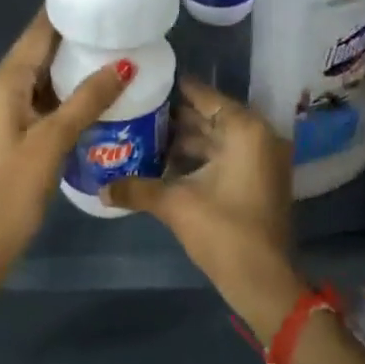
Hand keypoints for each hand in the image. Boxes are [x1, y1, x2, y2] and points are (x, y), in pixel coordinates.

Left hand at [0, 10, 128, 279]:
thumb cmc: (12, 190)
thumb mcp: (52, 141)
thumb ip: (88, 100)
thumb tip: (126, 62)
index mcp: (4, 81)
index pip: (38, 31)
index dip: (68, 11)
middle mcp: (4, 86)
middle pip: (43, 48)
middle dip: (80, 35)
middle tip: (126, 23)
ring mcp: (10, 108)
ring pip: (48, 73)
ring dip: (79, 62)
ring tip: (123, 48)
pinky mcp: (20, 127)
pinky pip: (49, 96)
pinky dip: (73, 88)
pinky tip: (104, 88)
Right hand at [103, 79, 306, 338]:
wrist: (263, 281)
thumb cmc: (223, 231)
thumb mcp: (176, 205)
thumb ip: (137, 189)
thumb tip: (100, 189)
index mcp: (245, 131)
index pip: (207, 97)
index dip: (177, 89)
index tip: (149, 82)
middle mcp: (259, 137)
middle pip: (213, 117)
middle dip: (177, 117)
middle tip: (140, 110)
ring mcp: (263, 160)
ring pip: (219, 139)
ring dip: (187, 140)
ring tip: (146, 135)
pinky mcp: (260, 181)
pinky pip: (227, 157)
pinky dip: (202, 158)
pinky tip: (167, 163)